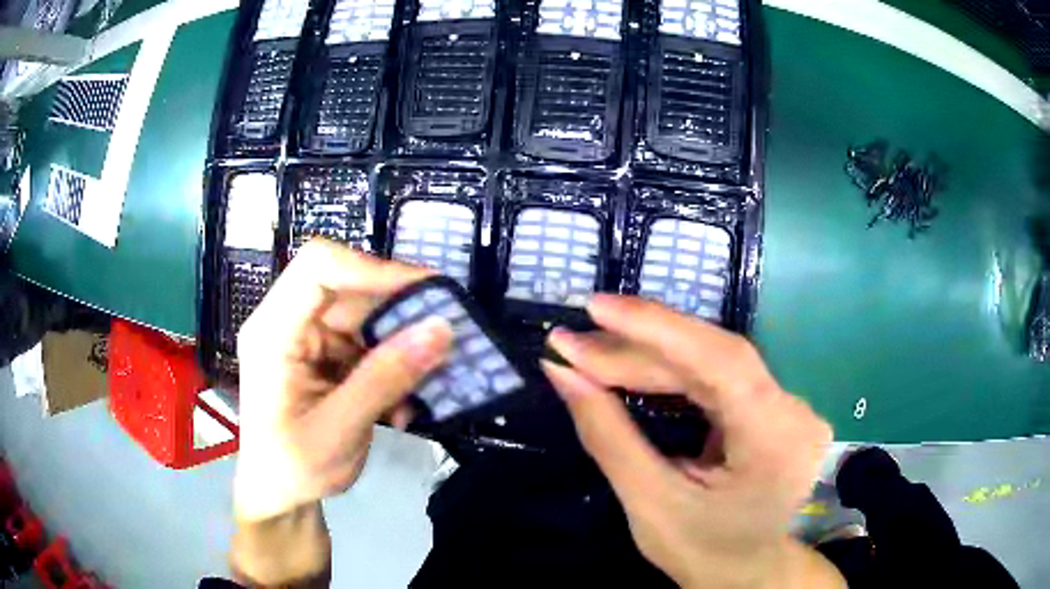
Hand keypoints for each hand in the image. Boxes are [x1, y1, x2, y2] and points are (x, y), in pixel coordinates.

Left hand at [231, 241, 452, 584]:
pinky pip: (369, 343)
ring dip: (401, 348)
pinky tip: (402, 405)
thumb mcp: (340, 430)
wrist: (278, 495)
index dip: (372, 269)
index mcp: (273, 331)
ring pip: (367, 316)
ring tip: (426, 384)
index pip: (319, 268)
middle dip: (400, 312)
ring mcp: (308, 338)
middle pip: (350, 289)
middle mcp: (289, 322)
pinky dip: (393, 367)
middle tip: (447, 337)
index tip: (427, 292)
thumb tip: (441, 328)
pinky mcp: (325, 355)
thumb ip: (386, 378)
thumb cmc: (293, 468)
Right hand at [542, 295, 838, 588]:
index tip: (595, 308)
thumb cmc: (704, 552)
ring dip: (647, 358)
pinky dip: (668, 373)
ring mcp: (786, 407)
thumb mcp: (650, 504)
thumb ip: (608, 435)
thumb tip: (562, 373)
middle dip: (637, 351)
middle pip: (711, 359)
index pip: (723, 361)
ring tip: (589, 352)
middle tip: (572, 343)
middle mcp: (793, 411)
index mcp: (777, 441)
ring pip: (711, 364)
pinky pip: (716, 379)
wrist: (746, 573)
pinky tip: (628, 368)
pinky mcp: (771, 408)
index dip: (657, 328)